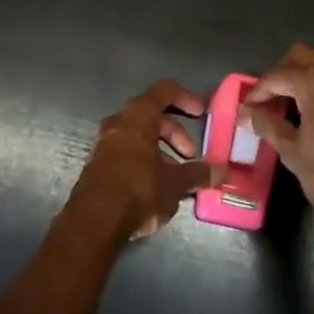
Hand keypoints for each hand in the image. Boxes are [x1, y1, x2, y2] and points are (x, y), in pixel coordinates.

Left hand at [67, 80, 221, 241]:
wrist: (93, 222)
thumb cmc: (138, 189)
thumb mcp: (174, 183)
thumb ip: (197, 174)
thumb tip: (220, 171)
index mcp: (139, 115)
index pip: (166, 91)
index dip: (186, 98)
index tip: (202, 113)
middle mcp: (119, 121)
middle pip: (153, 115)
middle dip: (175, 133)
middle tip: (190, 155)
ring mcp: (105, 142)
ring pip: (139, 135)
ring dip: (160, 150)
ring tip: (176, 176)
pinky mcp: (97, 164)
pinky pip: (126, 152)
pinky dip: (144, 161)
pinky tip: (155, 187)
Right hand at [246, 45, 313, 255]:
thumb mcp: (293, 153)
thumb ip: (268, 126)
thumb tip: (247, 113)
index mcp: (312, 82)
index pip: (276, 76)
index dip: (258, 91)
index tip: (248, 108)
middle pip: (302, 55)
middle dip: (283, 72)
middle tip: (273, 98)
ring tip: (303, 96)